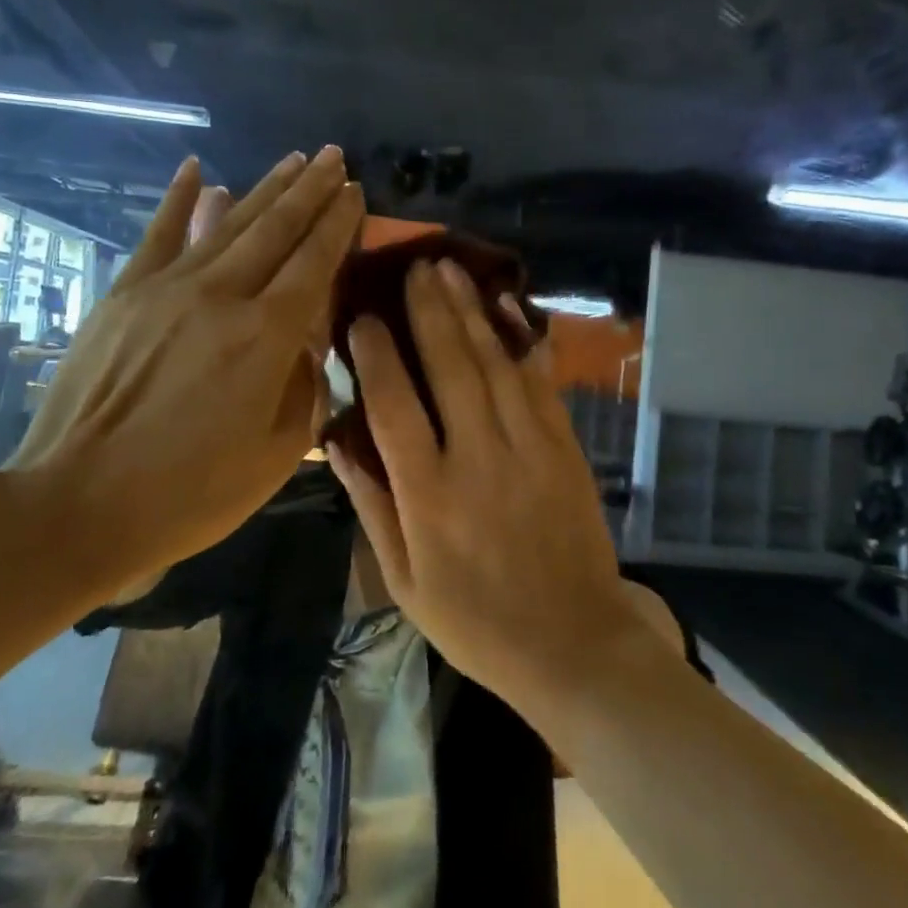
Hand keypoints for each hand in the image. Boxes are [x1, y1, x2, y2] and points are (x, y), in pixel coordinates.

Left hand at [11, 148, 361, 595]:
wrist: (79, 503)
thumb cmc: (192, 492)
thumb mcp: (277, 453)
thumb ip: (304, 385)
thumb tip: (307, 339)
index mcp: (266, 336)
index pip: (314, 262)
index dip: (339, 223)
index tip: (356, 192)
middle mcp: (222, 296)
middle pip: (276, 229)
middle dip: (310, 190)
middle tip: (335, 157)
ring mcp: (167, 289)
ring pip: (227, 223)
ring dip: (265, 188)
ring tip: (294, 160)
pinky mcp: (124, 295)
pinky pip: (159, 235)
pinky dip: (179, 200)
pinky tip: (198, 170)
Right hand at [329, 257, 637, 705]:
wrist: (571, 641)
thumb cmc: (476, 621)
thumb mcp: (404, 582)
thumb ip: (371, 507)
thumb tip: (336, 444)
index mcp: (429, 495)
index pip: (394, 406)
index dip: (376, 355)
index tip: (363, 317)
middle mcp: (477, 458)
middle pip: (449, 367)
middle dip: (429, 311)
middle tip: (414, 266)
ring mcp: (528, 447)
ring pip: (494, 364)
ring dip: (471, 312)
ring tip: (450, 271)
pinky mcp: (564, 447)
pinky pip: (540, 382)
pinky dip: (522, 341)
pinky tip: (509, 307)